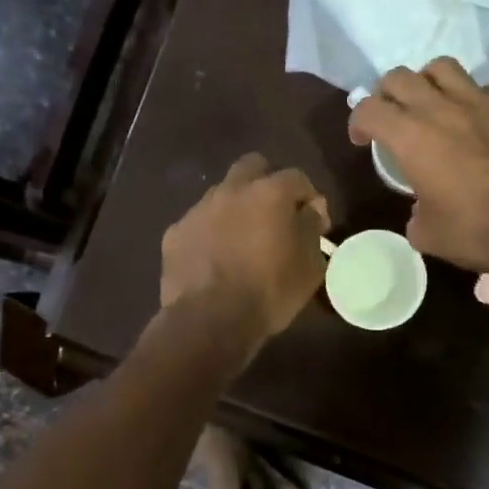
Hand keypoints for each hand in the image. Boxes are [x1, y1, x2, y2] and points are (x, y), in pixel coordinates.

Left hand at [161, 153, 330, 346]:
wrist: (209, 322)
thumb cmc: (269, 293)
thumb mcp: (309, 266)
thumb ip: (312, 229)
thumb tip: (311, 210)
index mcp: (269, 193)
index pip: (297, 178)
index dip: (309, 197)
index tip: (313, 221)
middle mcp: (232, 190)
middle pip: (253, 166)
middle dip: (267, 182)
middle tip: (275, 214)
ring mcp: (199, 209)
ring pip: (222, 193)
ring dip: (236, 206)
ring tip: (242, 238)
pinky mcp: (175, 232)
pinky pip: (199, 222)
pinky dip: (211, 232)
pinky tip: (215, 257)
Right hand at [348, 59, 488, 273]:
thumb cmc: (475, 232)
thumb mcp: (426, 234)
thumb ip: (415, 211)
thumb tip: (423, 207)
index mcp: (410, 137)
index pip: (368, 109)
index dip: (358, 122)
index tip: (363, 141)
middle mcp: (441, 108)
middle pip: (399, 77)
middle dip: (387, 95)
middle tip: (393, 118)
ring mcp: (481, 101)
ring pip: (442, 67)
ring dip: (429, 83)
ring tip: (433, 104)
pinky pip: (486, 88)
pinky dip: (475, 99)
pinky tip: (479, 120)